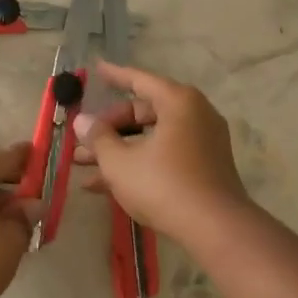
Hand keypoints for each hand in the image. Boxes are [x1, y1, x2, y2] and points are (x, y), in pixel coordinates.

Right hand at [72, 63, 251, 246]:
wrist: (215, 228)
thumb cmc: (163, 184)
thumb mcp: (120, 162)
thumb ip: (98, 138)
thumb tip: (82, 122)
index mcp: (178, 102)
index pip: (140, 80)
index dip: (114, 76)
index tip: (96, 69)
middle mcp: (195, 115)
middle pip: (144, 112)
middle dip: (109, 127)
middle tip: (82, 140)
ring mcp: (202, 143)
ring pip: (151, 138)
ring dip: (118, 149)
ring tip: (83, 165)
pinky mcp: (204, 168)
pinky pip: (164, 155)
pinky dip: (138, 163)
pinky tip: (105, 185)